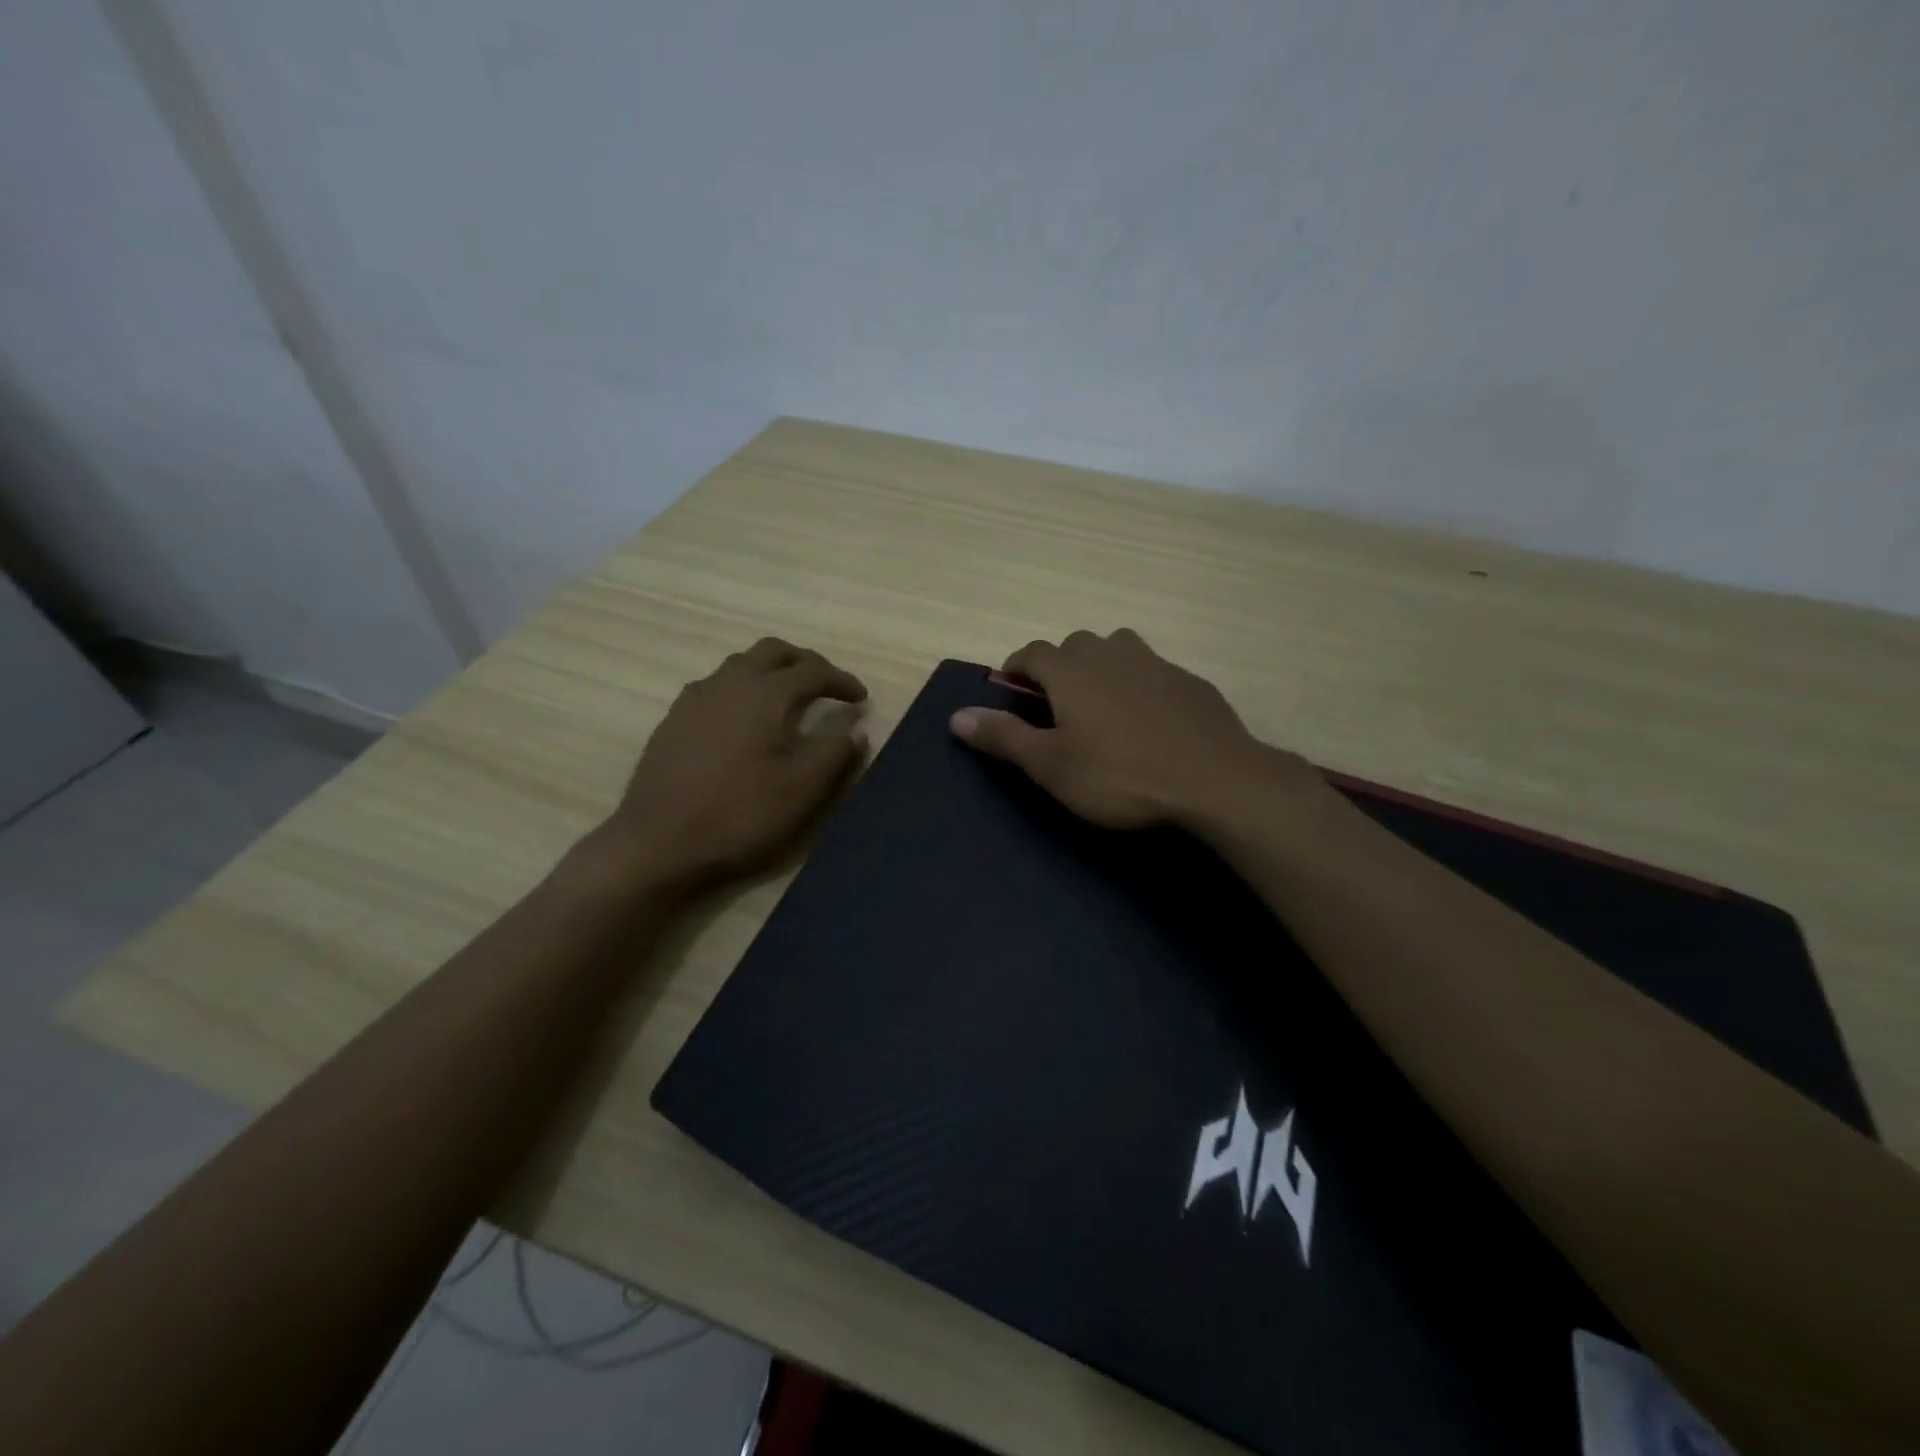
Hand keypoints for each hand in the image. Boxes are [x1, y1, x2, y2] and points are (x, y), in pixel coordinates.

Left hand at [601, 638, 867, 891]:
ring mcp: (695, 698)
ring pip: (741, 664)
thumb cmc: (740, 814)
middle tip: (826, 686)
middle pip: (773, 651)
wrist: (657, 843)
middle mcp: (729, 682)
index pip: (814, 670)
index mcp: (765, 693)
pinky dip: (744, 689)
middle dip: (806, 663)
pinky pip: (717, 686)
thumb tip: (856, 726)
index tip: (861, 698)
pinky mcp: (674, 719)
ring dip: (772, 671)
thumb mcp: (802, 788)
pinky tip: (745, 722)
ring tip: (789, 700)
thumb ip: (835, 751)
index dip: (842, 680)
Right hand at [949, 629, 1301, 829]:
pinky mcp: (1190, 682)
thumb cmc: (1120, 776)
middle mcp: (1112, 655)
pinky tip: (1148, 718)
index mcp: (1072, 672)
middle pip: (1076, 643)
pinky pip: (1153, 670)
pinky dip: (1139, 682)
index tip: (1010, 686)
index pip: (1033, 652)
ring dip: (1101, 664)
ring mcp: (1156, 664)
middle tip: (1056, 700)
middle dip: (1059, 663)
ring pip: (1119, 648)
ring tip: (1101, 701)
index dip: (1016, 666)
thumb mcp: (1051, 766)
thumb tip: (956, 715)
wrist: (1215, 780)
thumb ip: (1004, 737)